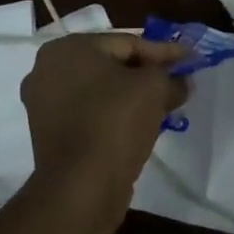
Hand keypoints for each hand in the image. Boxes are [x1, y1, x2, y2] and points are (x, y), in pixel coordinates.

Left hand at [21, 34, 188, 215]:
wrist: (80, 189)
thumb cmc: (115, 122)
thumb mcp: (154, 88)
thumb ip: (170, 77)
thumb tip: (182, 82)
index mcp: (68, 48)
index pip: (127, 43)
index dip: (163, 52)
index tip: (190, 59)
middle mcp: (47, 70)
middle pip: (111, 65)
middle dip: (146, 74)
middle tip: (177, 80)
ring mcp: (43, 104)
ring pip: (100, 91)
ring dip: (132, 96)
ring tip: (163, 103)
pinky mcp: (47, 134)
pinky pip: (89, 114)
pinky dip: (113, 115)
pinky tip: (139, 124)